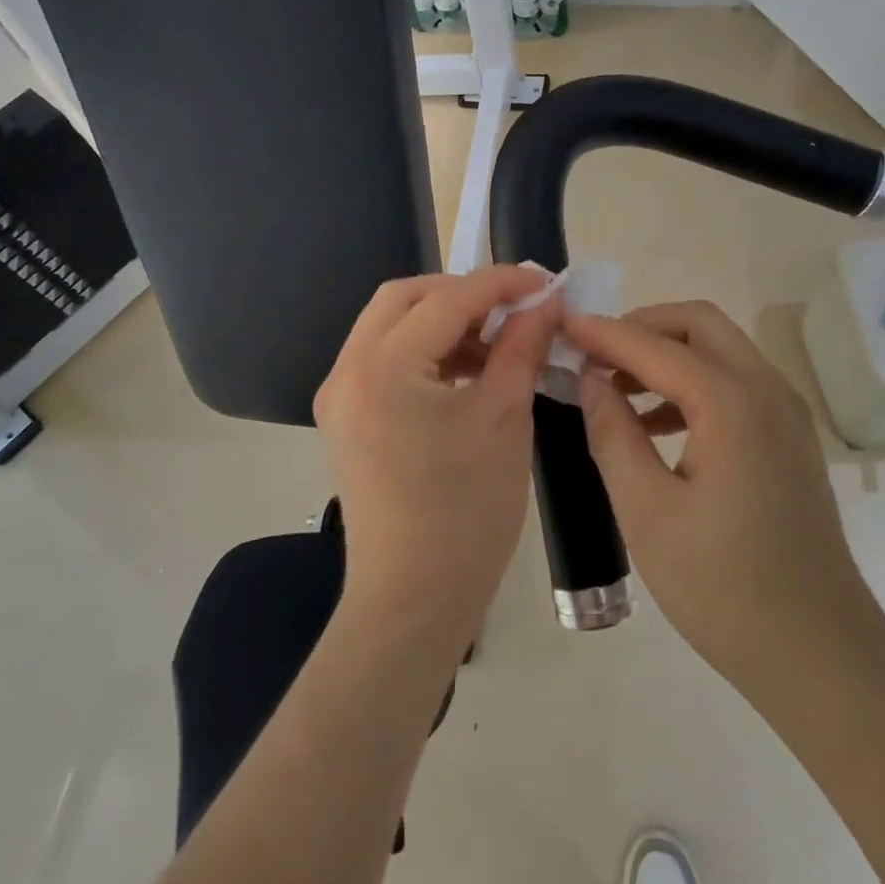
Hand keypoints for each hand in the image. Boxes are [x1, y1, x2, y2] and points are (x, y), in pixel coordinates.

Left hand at [315, 266, 561, 657]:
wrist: (411, 602)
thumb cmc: (466, 513)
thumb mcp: (503, 419)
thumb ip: (521, 347)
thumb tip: (544, 301)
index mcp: (385, 367)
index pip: (447, 298)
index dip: (500, 283)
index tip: (545, 281)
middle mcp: (348, 370)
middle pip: (405, 298)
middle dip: (463, 292)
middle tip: (514, 309)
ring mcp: (340, 395)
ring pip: (391, 325)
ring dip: (443, 320)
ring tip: (496, 343)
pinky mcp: (345, 418)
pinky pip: (384, 359)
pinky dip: (425, 351)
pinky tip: (465, 372)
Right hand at [563, 302, 882, 696]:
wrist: (820, 654)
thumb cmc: (723, 587)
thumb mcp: (647, 510)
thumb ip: (613, 432)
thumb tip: (589, 378)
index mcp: (732, 403)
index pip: (653, 345)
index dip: (603, 332)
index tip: (560, 324)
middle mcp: (767, 389)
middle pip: (698, 324)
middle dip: (641, 327)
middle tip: (594, 352)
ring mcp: (785, 412)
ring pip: (718, 350)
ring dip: (665, 354)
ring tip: (613, 388)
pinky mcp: (788, 437)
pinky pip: (733, 383)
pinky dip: (690, 384)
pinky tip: (653, 424)